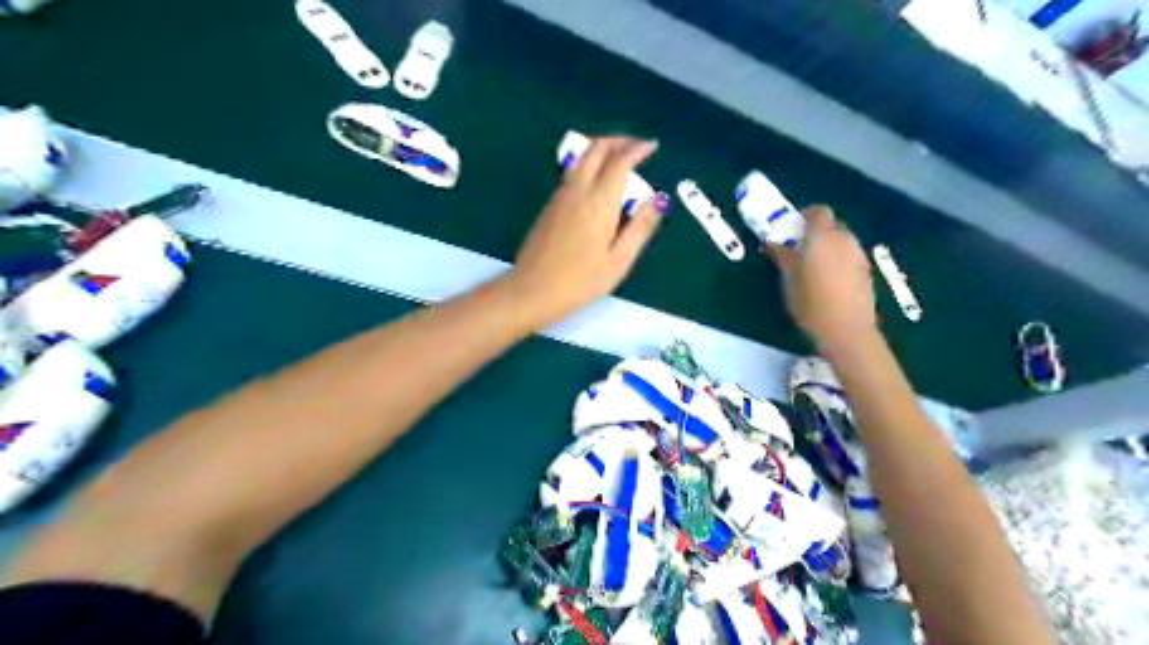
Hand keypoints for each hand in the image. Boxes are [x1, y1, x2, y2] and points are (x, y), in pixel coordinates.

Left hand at [504, 137, 674, 325]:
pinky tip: (599, 182)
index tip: (652, 146)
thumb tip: (658, 199)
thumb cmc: (580, 281)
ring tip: (621, 160)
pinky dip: (590, 164)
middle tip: (636, 146)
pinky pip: (574, 172)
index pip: (620, 161)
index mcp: (599, 202)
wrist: (532, 290)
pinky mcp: (550, 205)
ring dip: (602, 150)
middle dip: (618, 140)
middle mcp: (578, 190)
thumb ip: (640, 227)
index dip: (637, 148)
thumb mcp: (619, 260)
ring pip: (582, 157)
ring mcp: (560, 196)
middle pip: (596, 148)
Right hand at [765, 205, 877, 350]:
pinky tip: (829, 281)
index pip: (818, 211)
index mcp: (822, 236)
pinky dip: (839, 261)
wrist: (846, 330)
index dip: (805, 216)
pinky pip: (850, 257)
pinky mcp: (867, 272)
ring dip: (829, 247)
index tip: (792, 228)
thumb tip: (771, 241)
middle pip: (832, 225)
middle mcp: (844, 239)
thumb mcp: (788, 278)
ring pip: (843, 241)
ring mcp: (859, 256)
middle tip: (799, 249)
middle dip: (817, 232)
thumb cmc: (810, 302)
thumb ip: (782, 256)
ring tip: (813, 267)